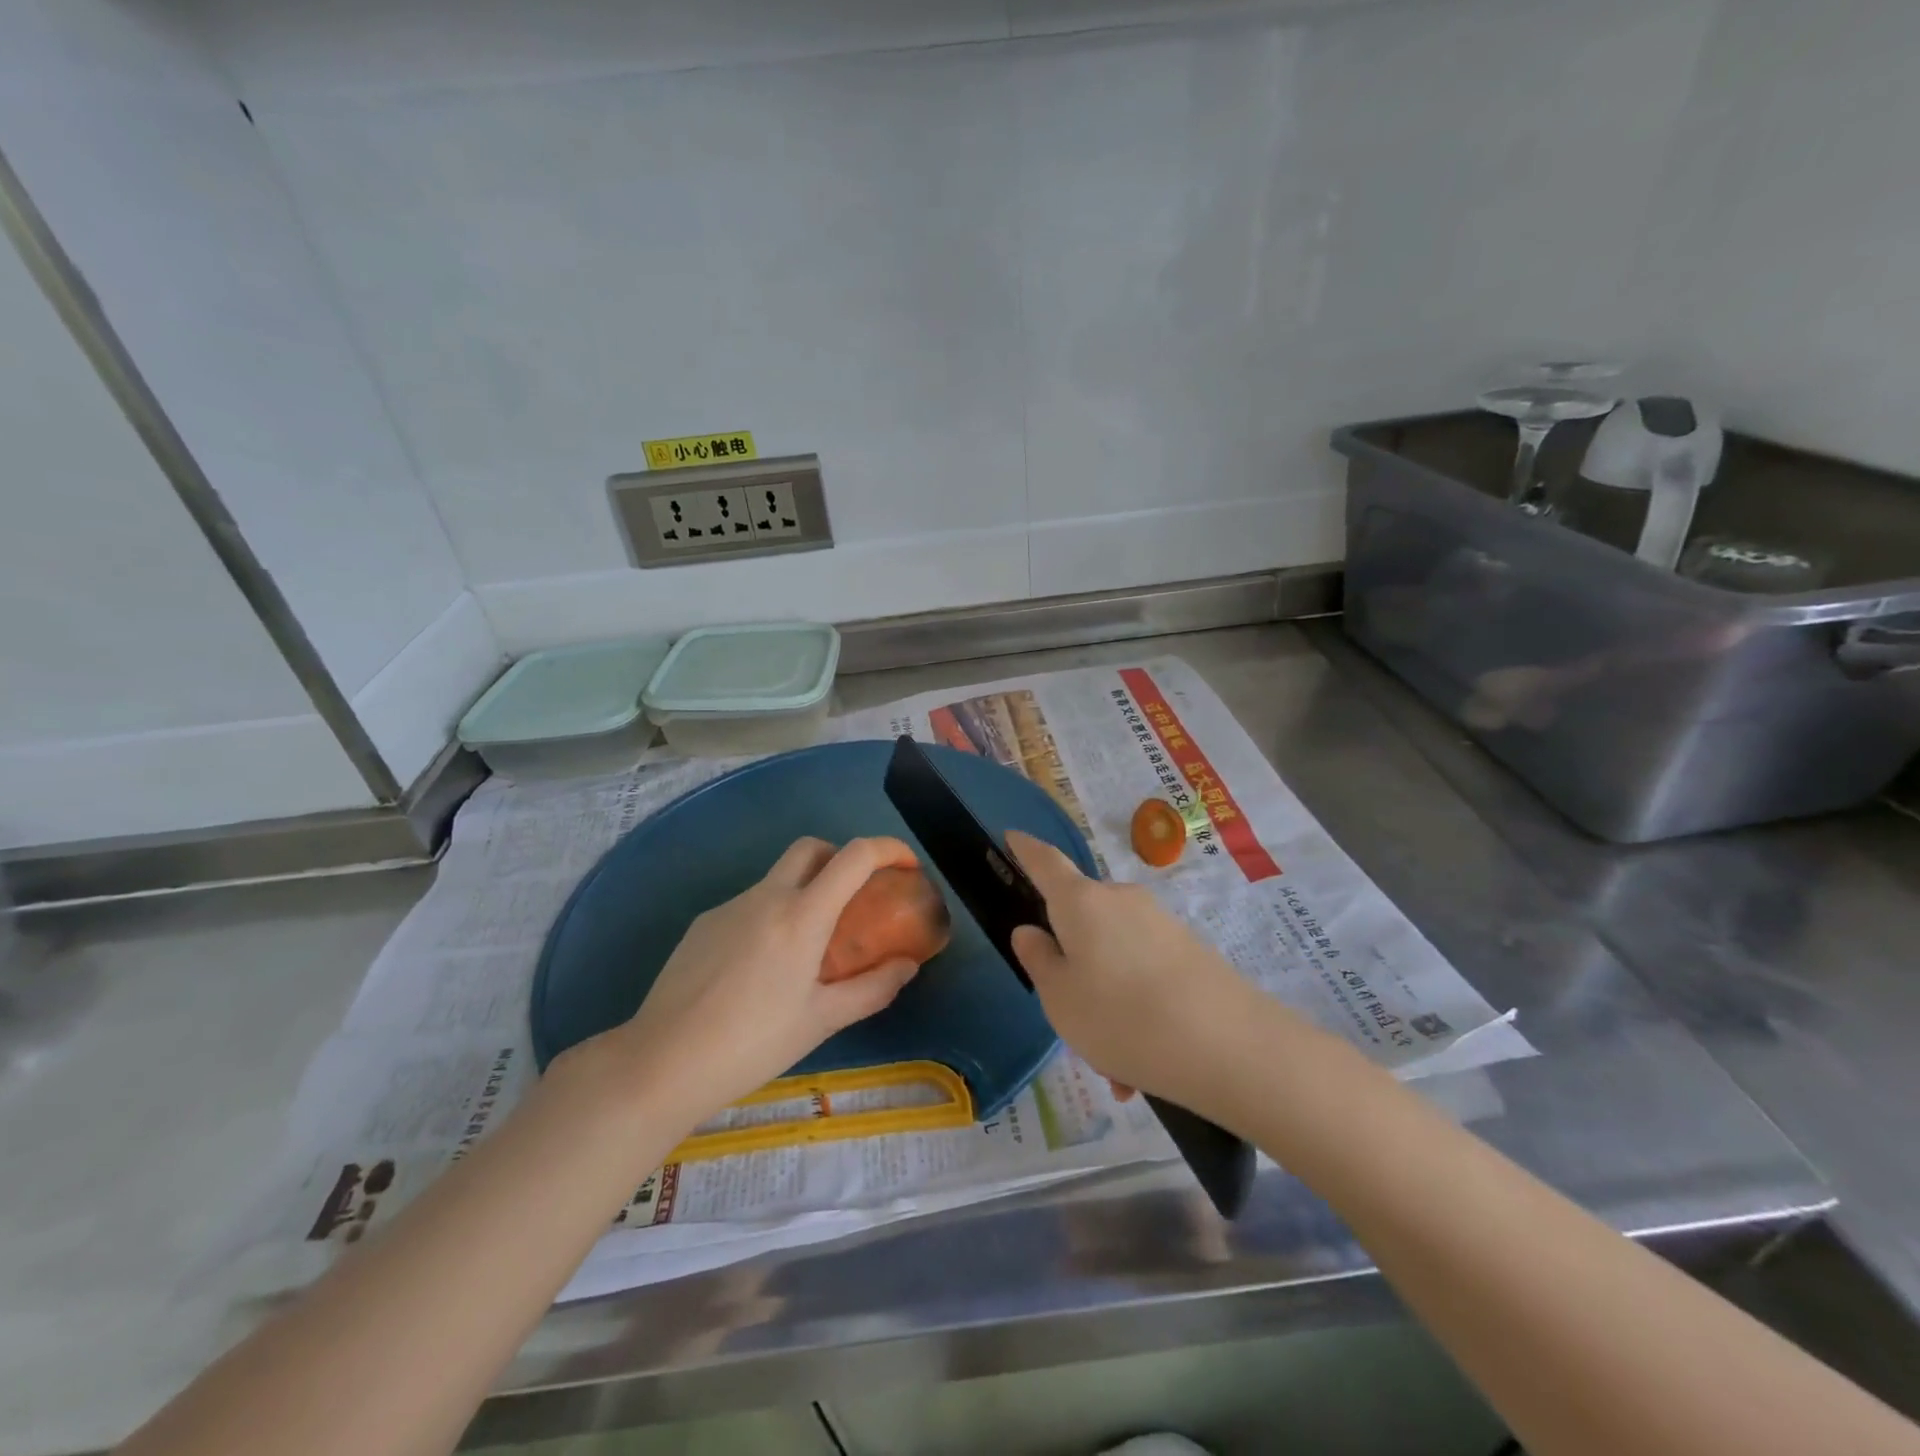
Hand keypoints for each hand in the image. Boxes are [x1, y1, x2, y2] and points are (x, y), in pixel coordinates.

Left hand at [582, 837, 921, 1126]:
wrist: (661, 1062)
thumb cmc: (752, 1043)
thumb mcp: (822, 1021)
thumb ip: (873, 988)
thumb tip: (908, 965)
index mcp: (802, 915)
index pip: (855, 856)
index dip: (889, 849)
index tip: (907, 866)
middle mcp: (767, 896)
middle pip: (812, 848)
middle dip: (842, 858)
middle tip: (856, 897)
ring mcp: (730, 906)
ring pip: (779, 878)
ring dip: (806, 891)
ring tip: (809, 948)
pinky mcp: (703, 923)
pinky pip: (750, 904)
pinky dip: (772, 915)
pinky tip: (762, 967)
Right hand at [1006, 831, 1267, 1111]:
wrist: (1229, 1045)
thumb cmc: (1122, 1017)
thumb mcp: (1060, 998)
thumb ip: (1039, 960)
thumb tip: (1031, 930)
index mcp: (1080, 902)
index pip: (1044, 861)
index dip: (1025, 849)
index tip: (1012, 836)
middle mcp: (1120, 900)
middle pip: (1081, 920)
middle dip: (1072, 964)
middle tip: (1072, 1020)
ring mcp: (1158, 922)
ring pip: (1113, 956)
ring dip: (1105, 1000)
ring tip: (1116, 1070)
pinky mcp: (1188, 948)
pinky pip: (1143, 973)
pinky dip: (1135, 1009)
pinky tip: (1143, 1066)